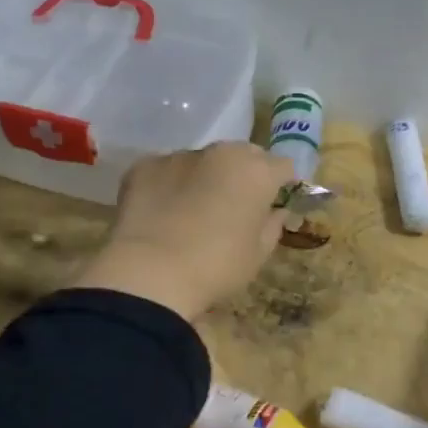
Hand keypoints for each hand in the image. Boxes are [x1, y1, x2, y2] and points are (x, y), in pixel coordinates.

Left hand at [72, 143, 295, 319]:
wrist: (150, 274)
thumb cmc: (217, 267)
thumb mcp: (258, 255)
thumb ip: (272, 226)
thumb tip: (276, 212)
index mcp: (257, 172)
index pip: (282, 166)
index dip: (281, 184)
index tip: (274, 203)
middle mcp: (221, 153)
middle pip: (243, 155)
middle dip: (245, 174)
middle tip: (236, 205)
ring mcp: (180, 156)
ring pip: (203, 161)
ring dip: (205, 178)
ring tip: (193, 211)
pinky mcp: (145, 166)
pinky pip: (166, 171)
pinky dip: (169, 185)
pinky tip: (162, 214)